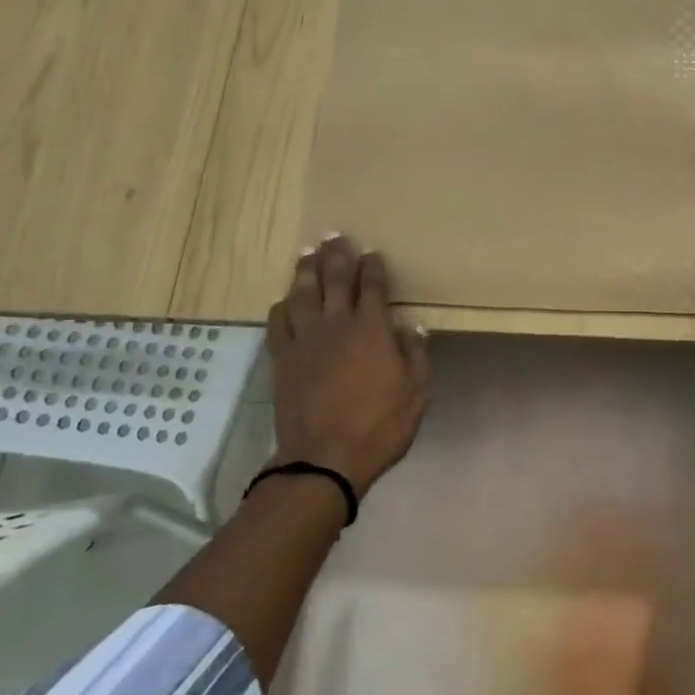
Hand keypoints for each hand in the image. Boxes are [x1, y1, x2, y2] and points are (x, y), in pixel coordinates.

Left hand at [267, 234, 430, 495]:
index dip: (373, 267)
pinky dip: (282, 306)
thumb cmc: (379, 425)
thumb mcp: (416, 393)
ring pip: (303, 293)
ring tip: (308, 253)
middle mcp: (337, 324)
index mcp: (372, 329)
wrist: (324, 458)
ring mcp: (305, 340)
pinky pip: (278, 322)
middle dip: (337, 255)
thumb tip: (411, 327)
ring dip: (306, 270)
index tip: (373, 254)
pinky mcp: (282, 359)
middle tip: (335, 236)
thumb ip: (415, 354)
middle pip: (334, 279)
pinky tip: (286, 300)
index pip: (373, 286)